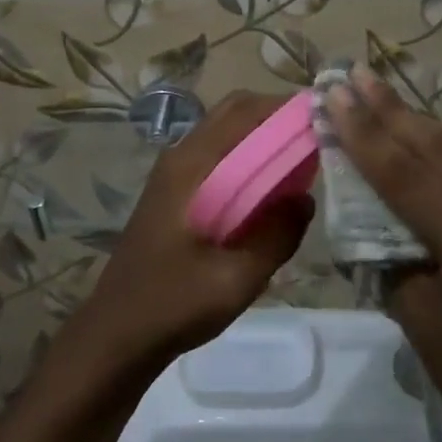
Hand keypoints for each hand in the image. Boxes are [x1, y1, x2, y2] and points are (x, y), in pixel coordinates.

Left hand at [76, 92, 314, 372]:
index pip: (245, 112)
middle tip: (315, 140)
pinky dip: (247, 156)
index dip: (287, 109)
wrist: (117, 332)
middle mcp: (181, 156)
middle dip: (277, 117)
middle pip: (234, 112)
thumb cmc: (174, 303)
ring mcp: (174, 172)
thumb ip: (276, 236)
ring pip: (225, 132)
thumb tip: (305, 200)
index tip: (325, 120)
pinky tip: (268, 189)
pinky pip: (217, 155)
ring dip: (261, 136)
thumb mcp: (236, 279)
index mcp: (192, 166)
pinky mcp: (174, 191)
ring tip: (299, 162)